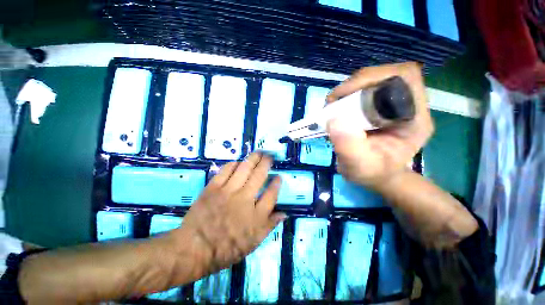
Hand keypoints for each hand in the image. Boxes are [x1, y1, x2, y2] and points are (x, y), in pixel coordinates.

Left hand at [172, 152, 285, 276]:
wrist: (195, 248)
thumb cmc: (226, 248)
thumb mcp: (253, 242)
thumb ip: (270, 225)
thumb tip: (284, 213)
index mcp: (256, 215)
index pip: (271, 194)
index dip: (277, 183)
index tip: (279, 176)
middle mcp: (245, 199)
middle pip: (259, 176)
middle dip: (266, 163)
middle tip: (269, 156)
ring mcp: (228, 191)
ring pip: (244, 169)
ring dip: (253, 159)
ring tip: (258, 153)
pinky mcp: (213, 188)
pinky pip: (226, 170)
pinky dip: (233, 164)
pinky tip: (238, 162)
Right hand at [326, 62, 433, 188]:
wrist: (376, 175)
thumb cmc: (372, 173)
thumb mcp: (358, 166)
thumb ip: (348, 146)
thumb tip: (333, 120)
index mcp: (415, 119)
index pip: (404, 78)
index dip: (373, 78)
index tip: (343, 96)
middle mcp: (408, 106)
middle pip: (386, 74)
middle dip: (355, 84)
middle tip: (333, 102)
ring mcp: (394, 104)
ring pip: (373, 81)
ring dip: (349, 90)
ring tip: (333, 106)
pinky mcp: (380, 107)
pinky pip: (364, 91)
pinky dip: (347, 96)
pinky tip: (337, 109)